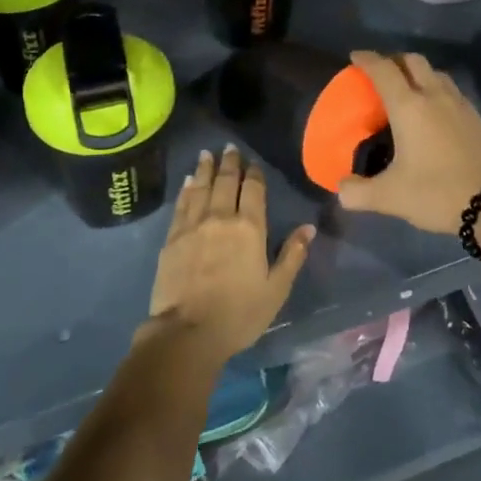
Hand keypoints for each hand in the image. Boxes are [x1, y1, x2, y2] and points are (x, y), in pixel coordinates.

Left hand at [148, 146, 313, 362]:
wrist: (187, 332)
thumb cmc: (239, 314)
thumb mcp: (276, 289)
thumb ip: (292, 255)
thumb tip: (309, 228)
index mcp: (249, 228)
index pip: (253, 190)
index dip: (253, 174)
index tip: (253, 162)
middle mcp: (220, 218)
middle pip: (225, 182)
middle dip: (229, 163)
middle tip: (229, 148)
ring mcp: (193, 226)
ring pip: (200, 188)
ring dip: (204, 169)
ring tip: (206, 154)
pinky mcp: (172, 238)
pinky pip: (181, 205)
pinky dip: (186, 190)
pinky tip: (187, 182)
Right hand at [336, 51, 480, 234]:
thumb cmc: (438, 193)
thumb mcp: (390, 197)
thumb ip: (358, 192)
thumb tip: (342, 189)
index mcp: (409, 107)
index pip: (383, 70)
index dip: (367, 59)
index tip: (355, 56)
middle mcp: (435, 96)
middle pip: (413, 61)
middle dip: (394, 60)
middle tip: (380, 73)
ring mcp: (461, 105)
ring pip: (436, 74)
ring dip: (418, 74)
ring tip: (407, 90)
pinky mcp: (478, 119)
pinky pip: (452, 91)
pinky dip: (437, 90)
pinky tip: (434, 113)